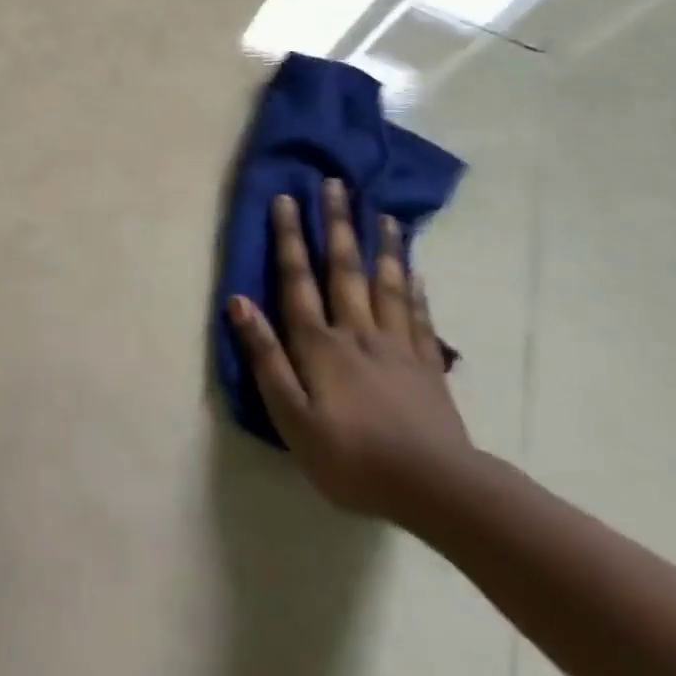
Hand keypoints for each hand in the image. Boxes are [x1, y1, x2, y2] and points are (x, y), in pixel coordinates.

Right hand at [227, 178, 473, 522]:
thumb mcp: (291, 416)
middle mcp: (356, 332)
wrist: (437, 491)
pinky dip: (416, 291)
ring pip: (387, 285)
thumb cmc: (351, 457)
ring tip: (384, 215)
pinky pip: (420, 319)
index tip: (286, 198)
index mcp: (319, 344)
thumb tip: (239, 302)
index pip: (298, 279)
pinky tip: (417, 272)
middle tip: (336, 185)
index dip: (289, 238)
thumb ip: (265, 357)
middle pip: (344, 269)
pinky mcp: (428, 368)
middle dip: (338, 224)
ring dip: (383, 247)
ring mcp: (397, 347)